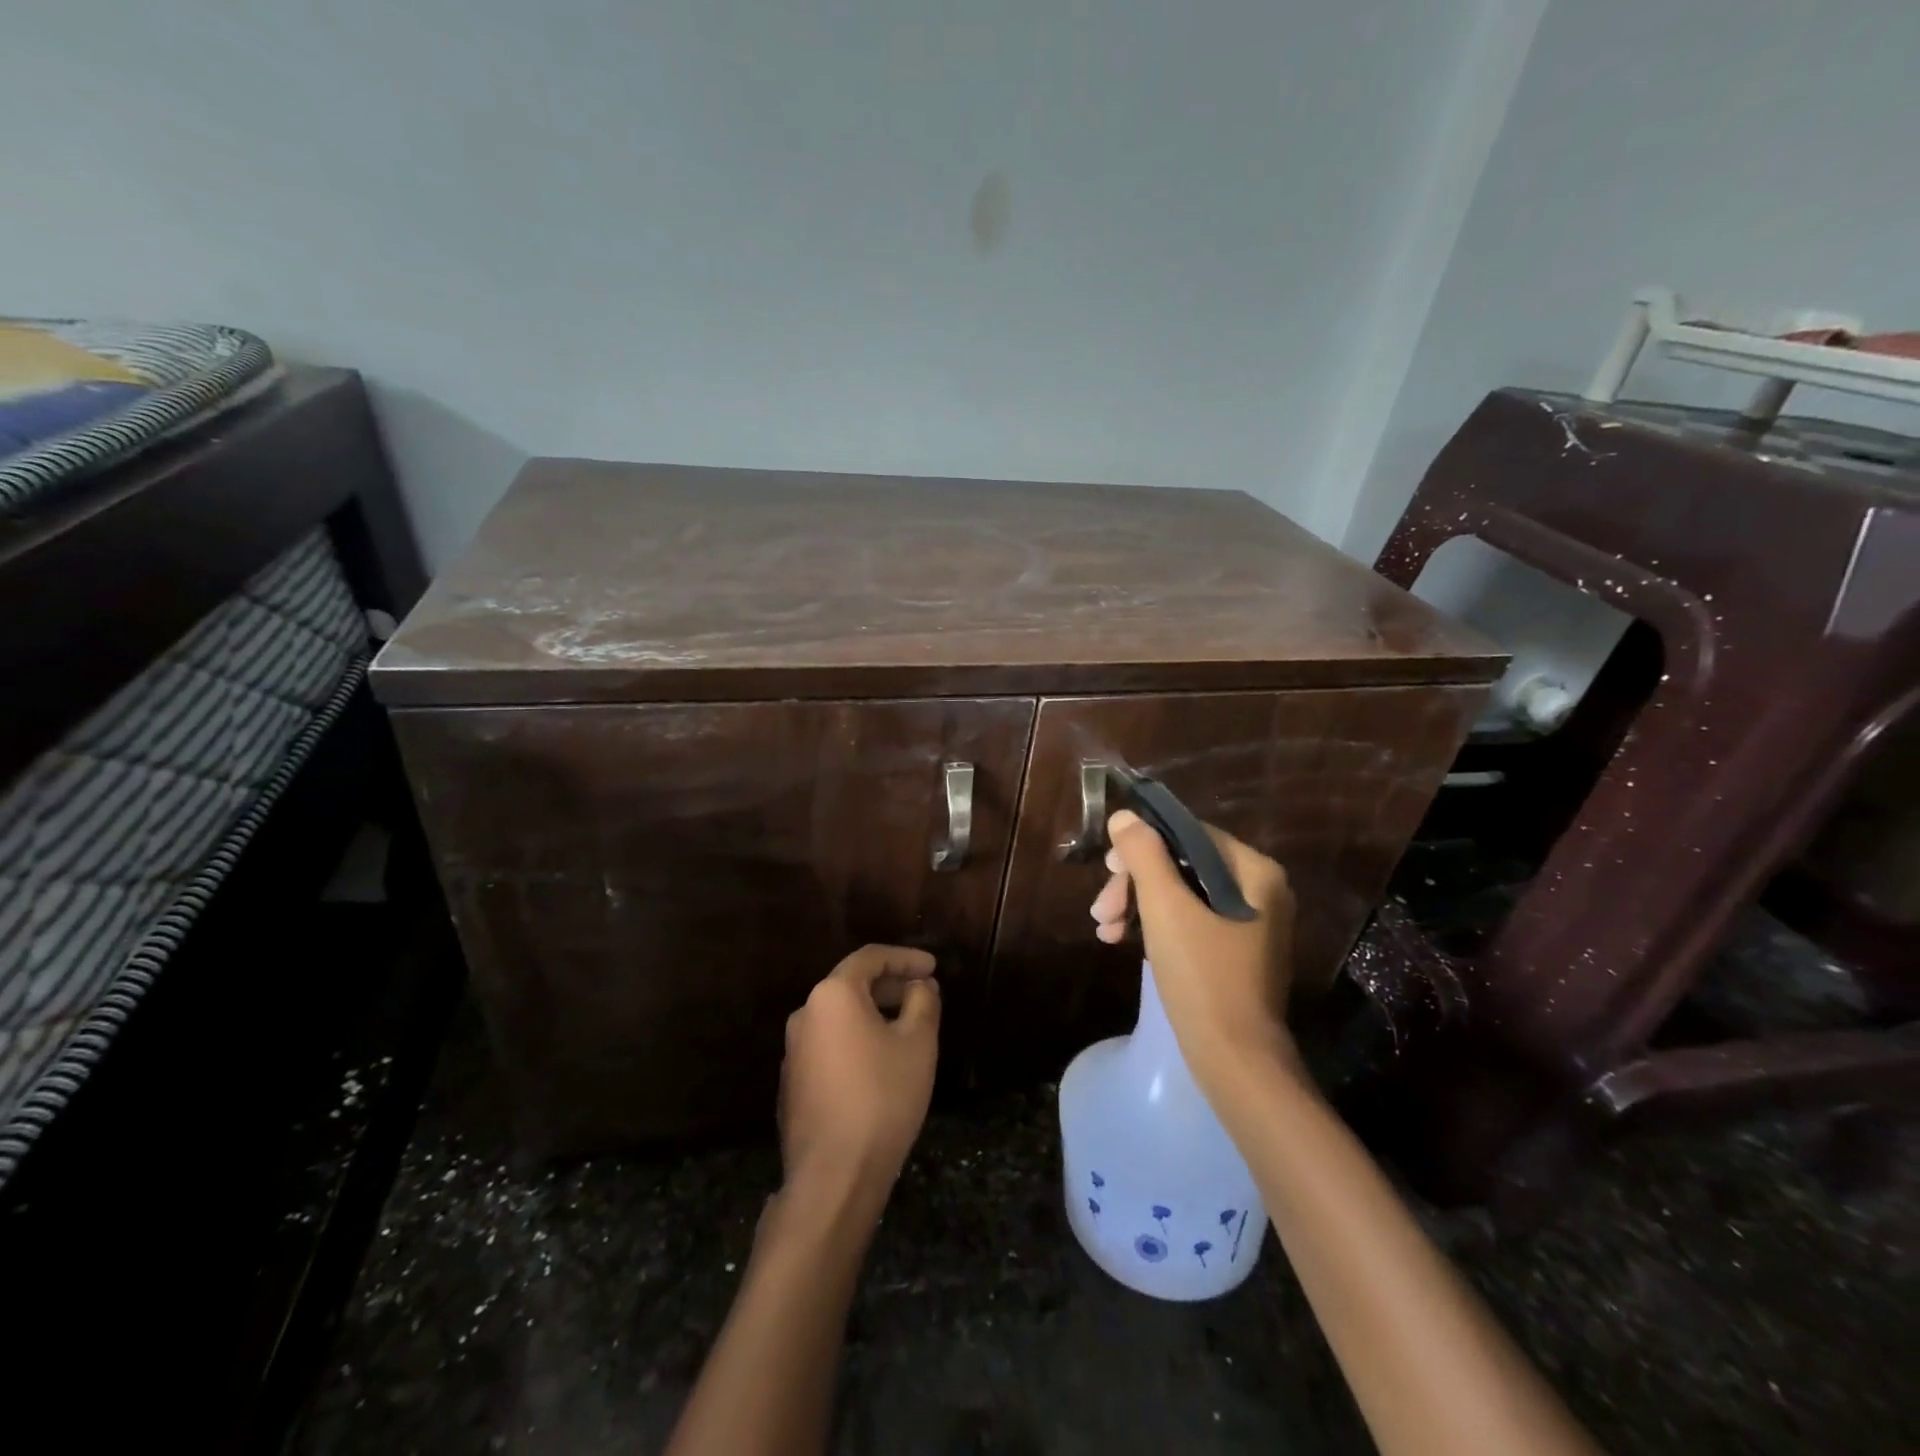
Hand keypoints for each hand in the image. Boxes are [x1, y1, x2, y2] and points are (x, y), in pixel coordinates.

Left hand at [778, 945, 940, 1208]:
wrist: (833, 1175)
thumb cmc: (882, 1097)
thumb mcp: (918, 1043)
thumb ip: (922, 1002)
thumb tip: (920, 985)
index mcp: (832, 995)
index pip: (870, 958)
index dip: (906, 958)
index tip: (933, 967)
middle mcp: (805, 1014)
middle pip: (852, 985)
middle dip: (890, 985)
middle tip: (923, 995)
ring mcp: (793, 1051)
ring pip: (840, 1017)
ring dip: (873, 1014)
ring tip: (907, 1028)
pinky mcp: (792, 1083)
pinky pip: (829, 1045)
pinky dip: (856, 1041)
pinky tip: (880, 1064)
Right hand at [1090, 810, 1297, 1089]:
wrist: (1236, 1063)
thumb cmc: (1202, 977)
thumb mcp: (1166, 909)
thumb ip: (1144, 856)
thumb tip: (1124, 817)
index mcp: (1255, 872)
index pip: (1190, 834)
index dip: (1143, 845)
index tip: (1107, 869)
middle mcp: (1260, 891)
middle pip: (1183, 865)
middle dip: (1135, 883)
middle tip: (1101, 909)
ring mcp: (1249, 924)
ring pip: (1181, 894)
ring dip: (1137, 906)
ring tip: (1104, 931)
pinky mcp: (1235, 952)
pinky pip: (1189, 921)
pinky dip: (1155, 927)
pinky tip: (1122, 942)